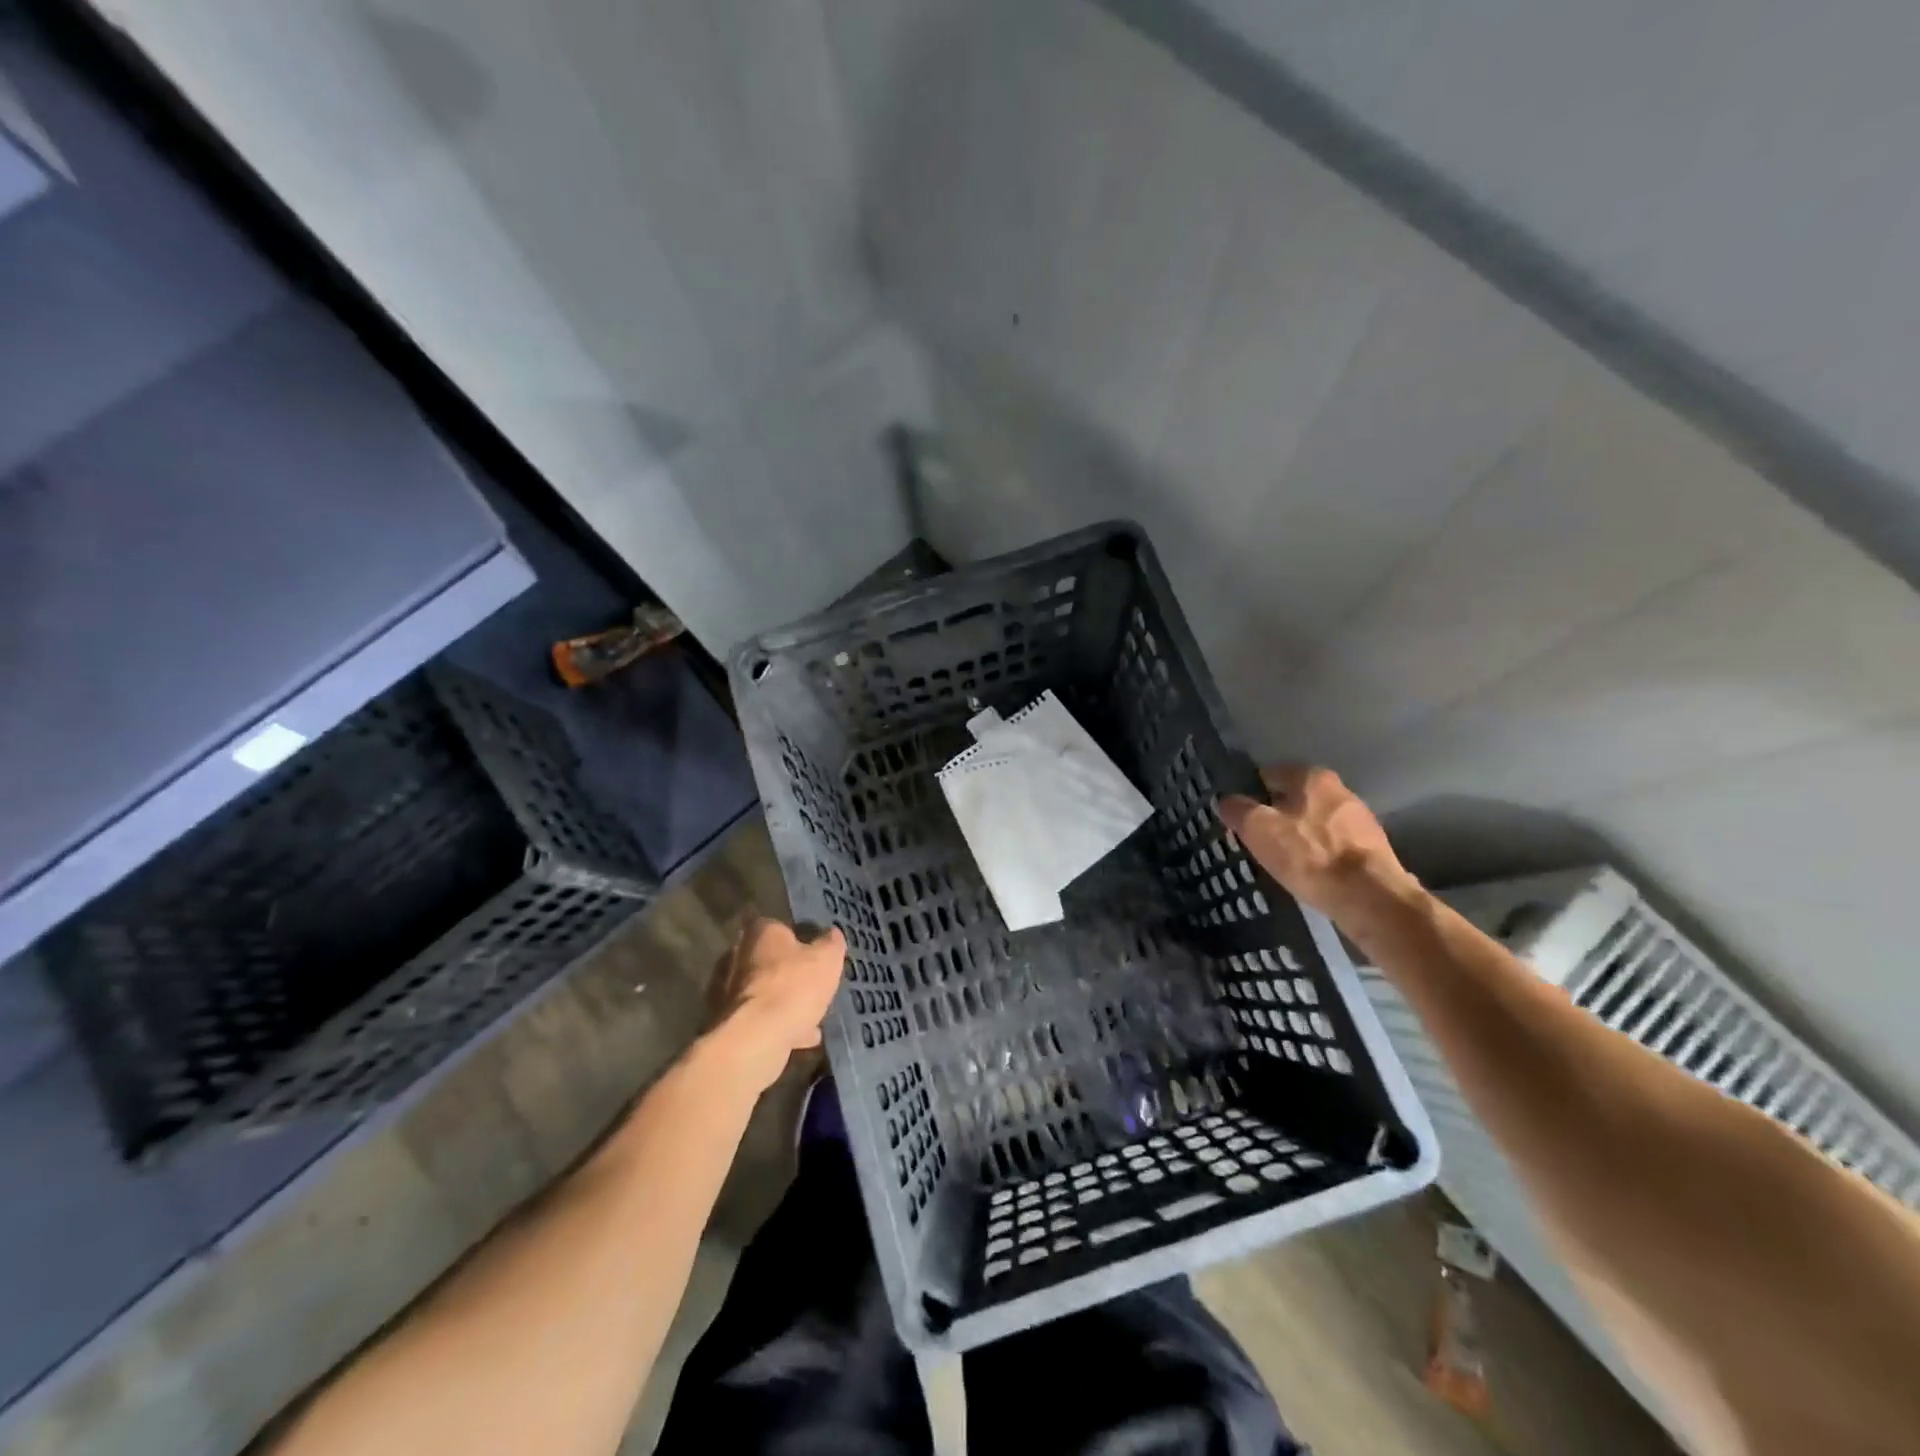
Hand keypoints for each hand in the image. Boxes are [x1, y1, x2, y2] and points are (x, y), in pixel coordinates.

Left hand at [709, 916, 844, 1088]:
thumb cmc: (794, 987)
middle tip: (812, 986)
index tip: (814, 953)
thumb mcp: (827, 959)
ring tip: (812, 1017)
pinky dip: (778, 1026)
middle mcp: (737, 956)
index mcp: (760, 932)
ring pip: (764, 993)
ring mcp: (728, 991)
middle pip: (768, 961)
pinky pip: (759, 1020)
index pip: (779, 926)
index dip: (799, 938)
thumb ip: (830, 944)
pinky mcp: (727, 1022)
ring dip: (784, 1003)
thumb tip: (832, 934)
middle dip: (788, 973)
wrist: (756, 1038)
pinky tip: (802, 1038)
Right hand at [1219, 766, 1417, 927]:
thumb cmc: (1308, 855)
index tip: (1239, 818)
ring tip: (1282, 861)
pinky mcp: (1372, 847)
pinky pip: (1333, 844)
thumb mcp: (1258, 829)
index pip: (1268, 775)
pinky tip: (1310, 873)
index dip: (1249, 795)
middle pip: (1294, 799)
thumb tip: (1227, 801)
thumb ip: (1237, 809)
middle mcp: (1339, 788)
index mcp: (1310, 776)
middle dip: (1276, 816)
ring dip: (1299, 836)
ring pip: (1315, 822)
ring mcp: (1360, 818)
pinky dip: (1319, 854)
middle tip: (1257, 841)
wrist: (1369, 897)